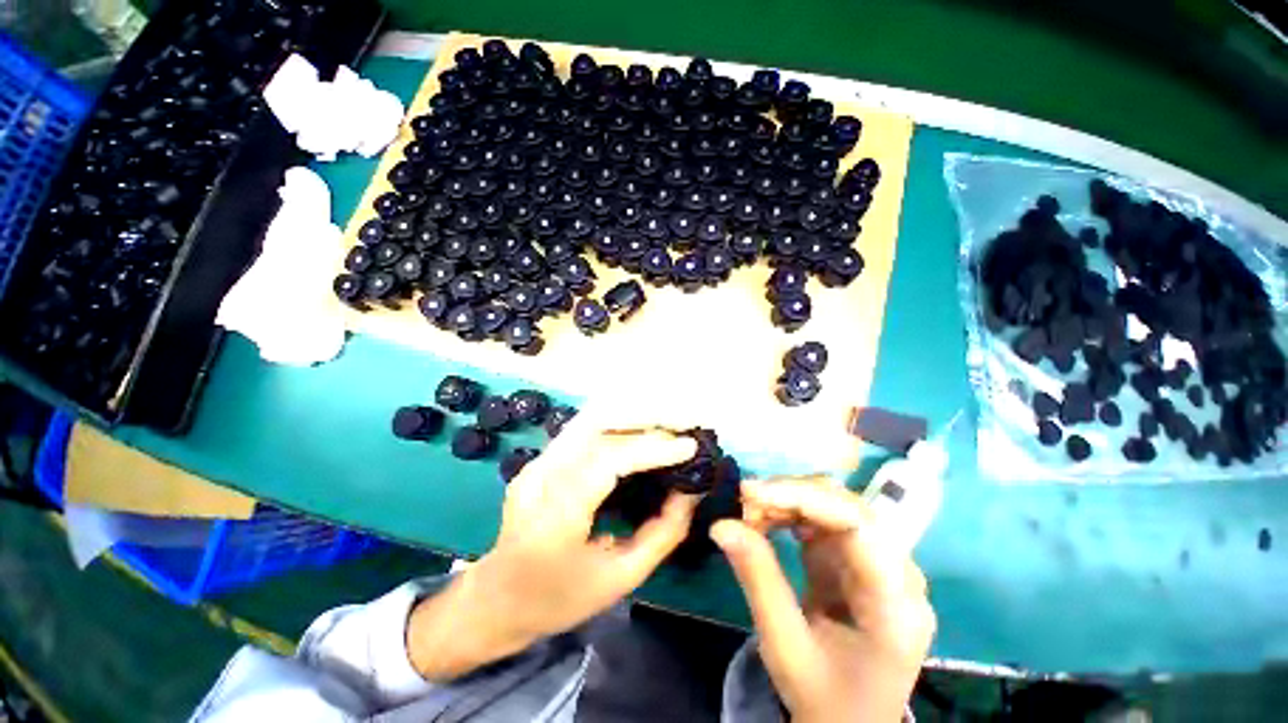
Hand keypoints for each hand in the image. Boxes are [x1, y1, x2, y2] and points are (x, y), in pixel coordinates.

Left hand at [409, 411, 699, 680]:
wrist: (495, 598)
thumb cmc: (558, 599)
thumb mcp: (620, 578)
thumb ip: (662, 533)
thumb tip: (690, 491)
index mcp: (555, 516)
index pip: (607, 460)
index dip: (651, 448)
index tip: (689, 446)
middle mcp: (542, 476)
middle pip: (597, 423)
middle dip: (647, 418)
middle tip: (685, 424)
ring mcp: (538, 461)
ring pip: (591, 417)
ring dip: (634, 414)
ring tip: (670, 422)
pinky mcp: (542, 457)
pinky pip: (586, 427)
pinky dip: (620, 422)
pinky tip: (643, 429)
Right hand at [711, 477, 934, 722]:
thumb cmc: (825, 699)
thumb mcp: (785, 648)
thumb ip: (758, 580)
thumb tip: (720, 524)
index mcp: (896, 606)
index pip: (859, 525)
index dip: (804, 497)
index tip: (752, 493)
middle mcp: (899, 575)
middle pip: (848, 508)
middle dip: (791, 495)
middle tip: (744, 501)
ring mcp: (880, 564)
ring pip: (834, 505)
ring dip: (788, 501)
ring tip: (749, 512)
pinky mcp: (857, 560)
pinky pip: (823, 520)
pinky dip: (790, 514)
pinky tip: (766, 521)